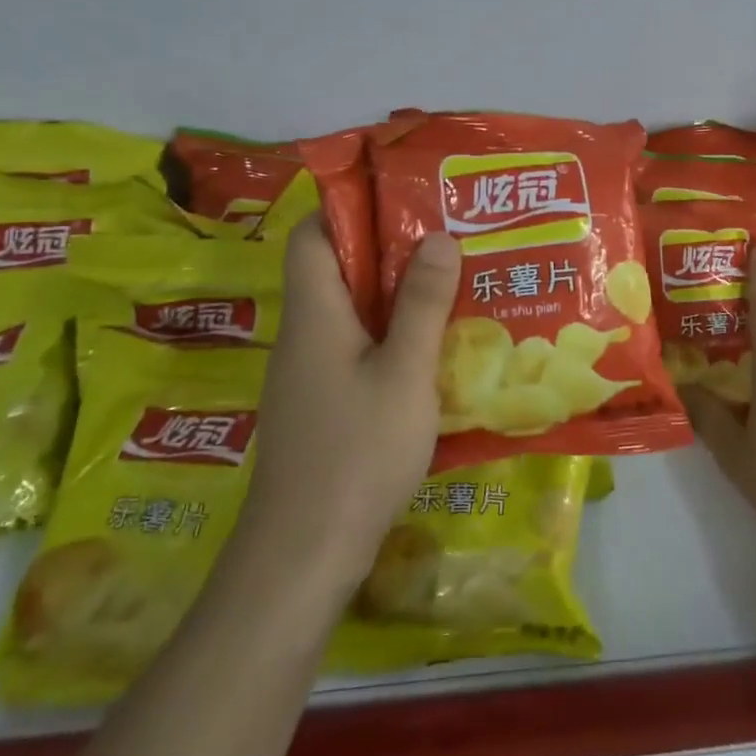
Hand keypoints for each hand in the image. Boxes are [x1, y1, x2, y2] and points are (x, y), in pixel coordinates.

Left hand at [234, 217, 461, 589]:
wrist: (302, 557)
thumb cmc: (355, 453)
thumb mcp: (404, 373)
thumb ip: (422, 304)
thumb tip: (438, 236)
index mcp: (314, 313)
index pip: (312, 235)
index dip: (348, 207)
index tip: (402, 198)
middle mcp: (304, 335)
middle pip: (336, 269)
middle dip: (389, 249)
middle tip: (447, 237)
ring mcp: (309, 374)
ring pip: (351, 312)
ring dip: (396, 295)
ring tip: (453, 282)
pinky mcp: (322, 406)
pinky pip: (356, 349)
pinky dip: (392, 336)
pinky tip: (435, 349)